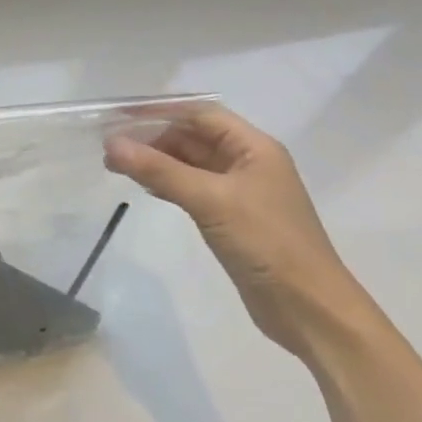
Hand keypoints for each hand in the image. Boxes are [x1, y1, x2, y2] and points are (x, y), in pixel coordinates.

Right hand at [103, 106, 370, 360]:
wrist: (310, 309)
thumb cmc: (266, 243)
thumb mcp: (210, 201)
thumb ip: (160, 170)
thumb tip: (111, 144)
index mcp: (254, 148)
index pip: (201, 114)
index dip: (160, 111)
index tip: (119, 118)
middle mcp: (249, 163)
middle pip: (194, 137)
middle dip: (153, 138)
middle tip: (111, 148)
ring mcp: (241, 192)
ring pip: (191, 163)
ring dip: (157, 161)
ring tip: (117, 167)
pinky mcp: (233, 218)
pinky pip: (194, 188)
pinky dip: (168, 183)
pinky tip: (145, 189)